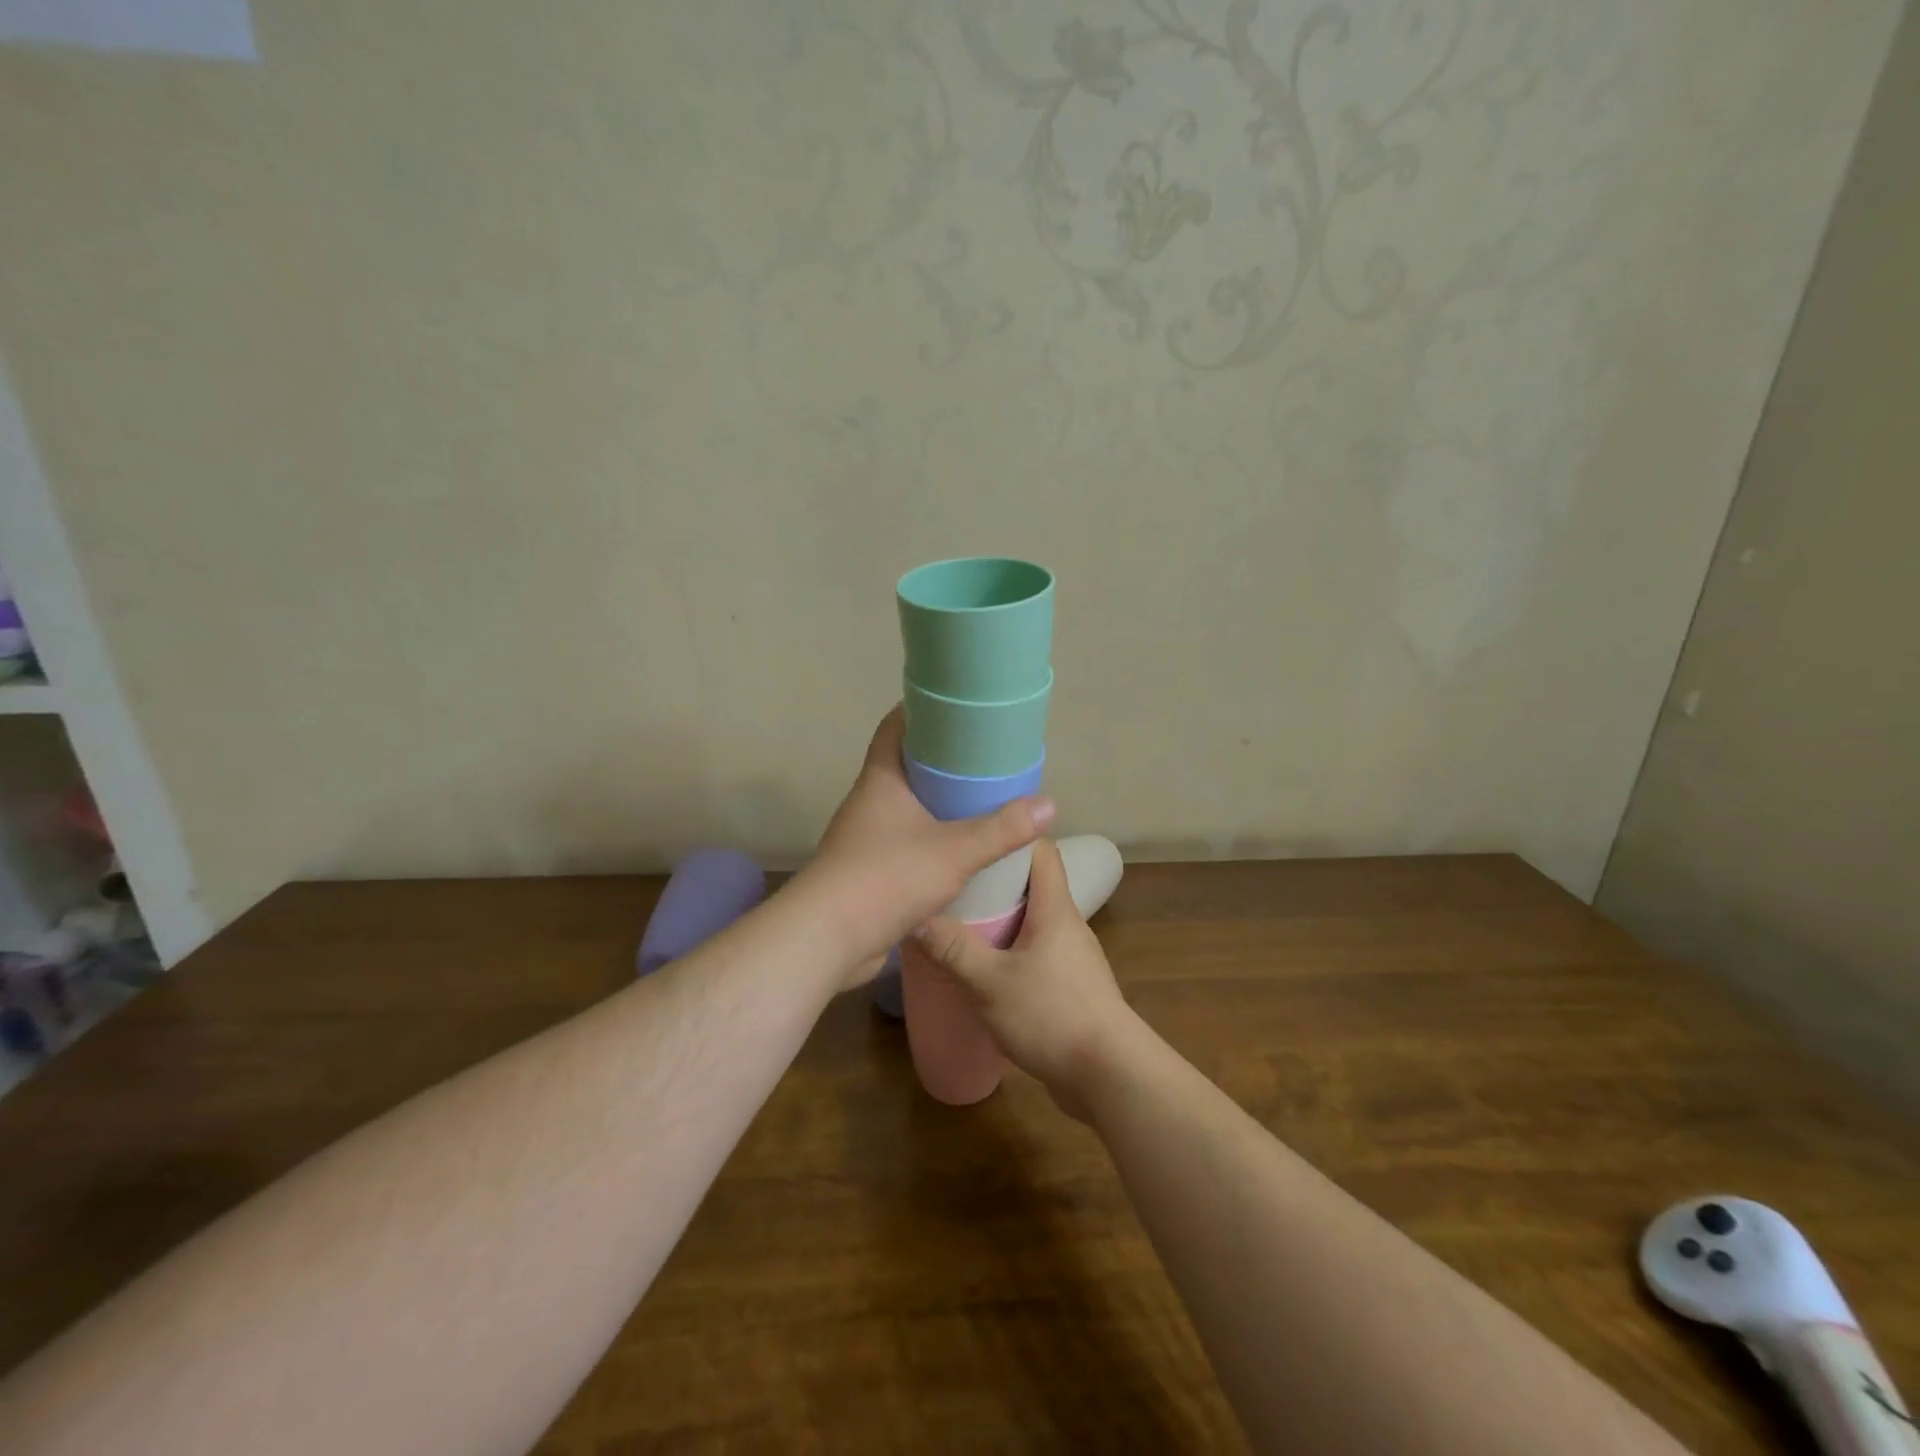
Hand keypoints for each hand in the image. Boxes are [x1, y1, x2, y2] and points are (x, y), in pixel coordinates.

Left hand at [795, 707, 1052, 988]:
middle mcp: (870, 801)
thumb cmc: (886, 877)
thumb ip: (1001, 830)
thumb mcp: (954, 851)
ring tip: (980, 800)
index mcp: (881, 779)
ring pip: (907, 806)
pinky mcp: (870, 870)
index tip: (957, 707)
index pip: (895, 726)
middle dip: (942, 759)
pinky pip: (906, 842)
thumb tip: (1050, 805)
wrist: (828, 939)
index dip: (922, 710)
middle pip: (906, 765)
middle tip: (984, 756)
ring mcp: (867, 837)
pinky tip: (960, 850)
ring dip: (938, 803)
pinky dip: (931, 839)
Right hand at [911, 837, 1137, 1118]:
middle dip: (993, 880)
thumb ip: (953, 949)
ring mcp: (1072, 957)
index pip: (1040, 849)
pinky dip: (1010, 952)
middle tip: (952, 881)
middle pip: (1032, 885)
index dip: (1010, 835)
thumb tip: (915, 916)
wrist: (1109, 1075)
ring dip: (1000, 920)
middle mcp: (1067, 924)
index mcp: (1055, 908)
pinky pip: (1036, 954)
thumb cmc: (1051, 1014)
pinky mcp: (1071, 987)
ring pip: (1032, 922)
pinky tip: (983, 969)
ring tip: (959, 922)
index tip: (972, 833)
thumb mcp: (990, 982)